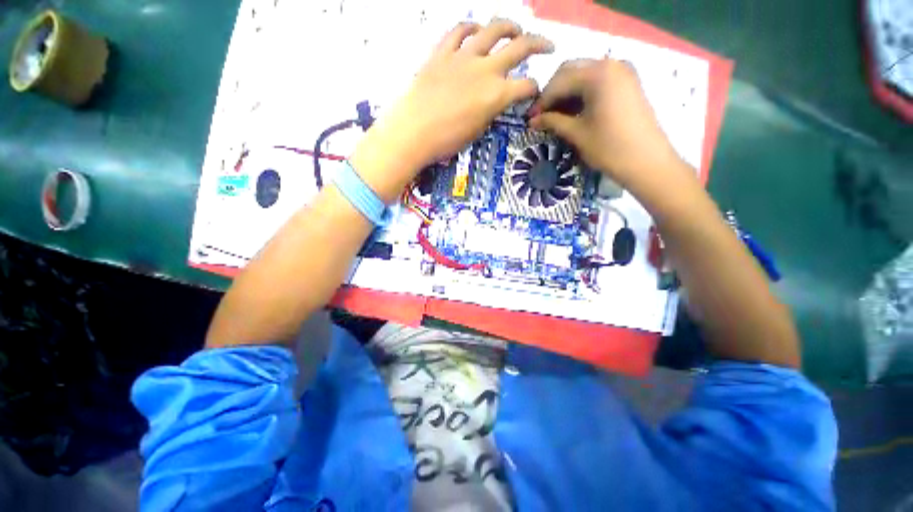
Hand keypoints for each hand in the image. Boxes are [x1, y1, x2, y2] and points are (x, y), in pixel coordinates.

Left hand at [352, 19, 552, 201]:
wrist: (413, 132)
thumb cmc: (446, 141)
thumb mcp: (477, 132)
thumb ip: (490, 111)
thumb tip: (494, 102)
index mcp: (496, 95)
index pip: (525, 86)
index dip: (534, 90)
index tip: (533, 93)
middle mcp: (485, 69)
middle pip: (520, 47)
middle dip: (539, 44)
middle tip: (547, 46)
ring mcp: (463, 57)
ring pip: (493, 30)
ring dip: (509, 26)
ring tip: (515, 29)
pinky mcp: (443, 52)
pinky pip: (459, 31)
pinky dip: (470, 28)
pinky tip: (475, 30)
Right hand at [528, 59, 689, 191]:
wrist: (647, 161)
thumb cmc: (609, 148)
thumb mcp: (577, 134)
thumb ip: (553, 122)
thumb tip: (532, 121)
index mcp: (597, 74)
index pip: (559, 81)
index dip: (542, 100)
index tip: (530, 118)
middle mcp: (611, 64)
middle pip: (571, 71)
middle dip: (553, 92)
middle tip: (542, 115)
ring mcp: (622, 72)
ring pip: (584, 75)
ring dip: (567, 92)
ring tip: (556, 116)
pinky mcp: (628, 83)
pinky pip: (598, 80)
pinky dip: (583, 93)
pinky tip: (574, 111)